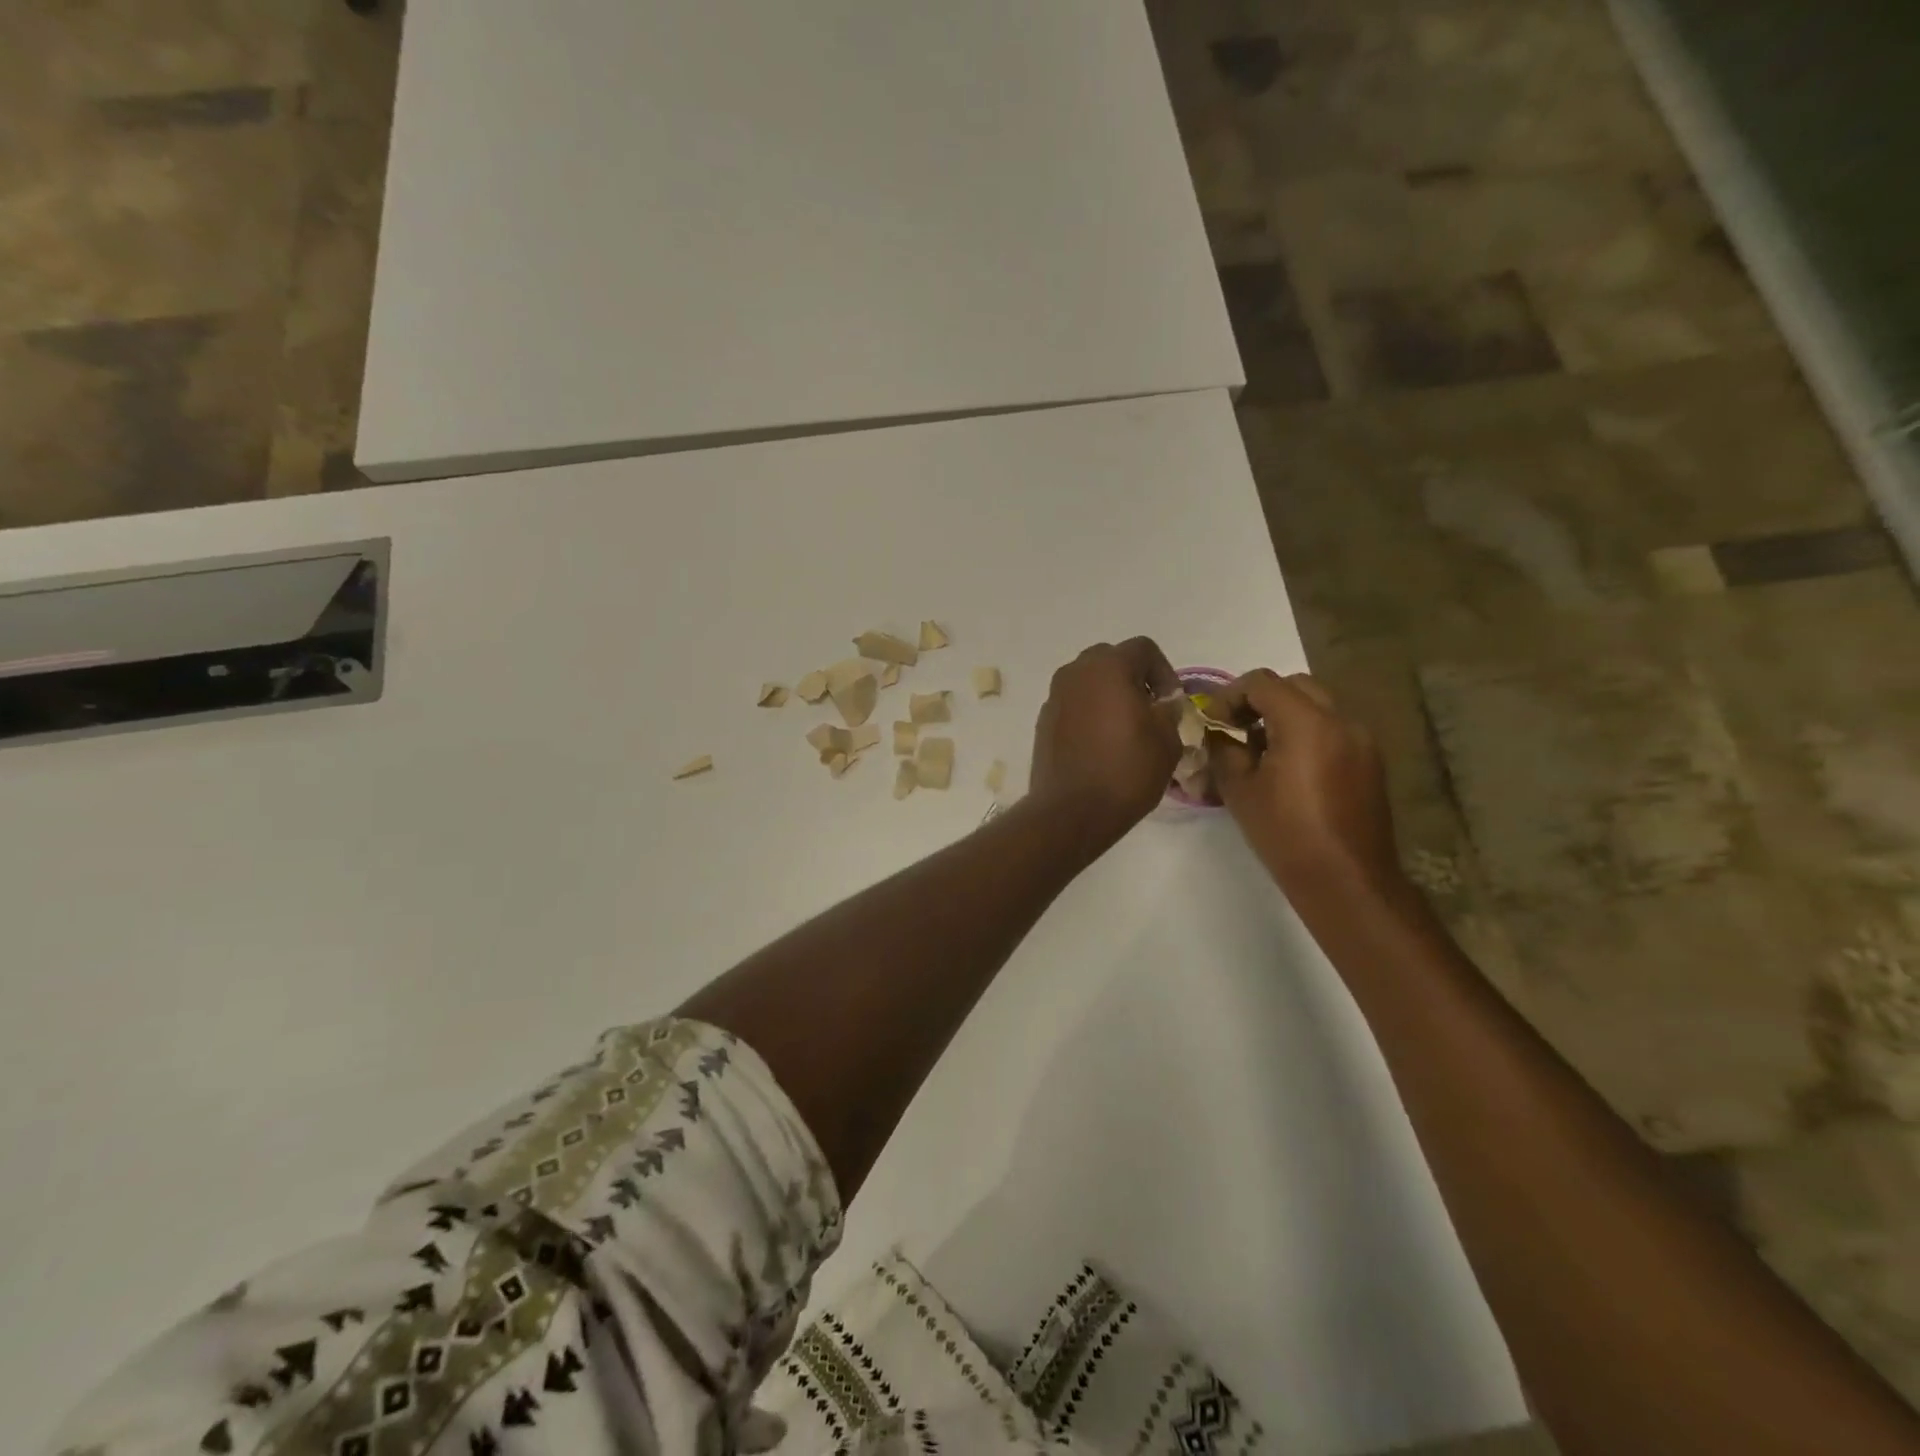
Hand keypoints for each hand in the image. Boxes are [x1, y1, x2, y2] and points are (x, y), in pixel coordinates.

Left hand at [1030, 638, 1182, 847]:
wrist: (1071, 811)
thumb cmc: (1126, 771)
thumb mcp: (1167, 740)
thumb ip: (1169, 711)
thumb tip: (1162, 703)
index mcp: (1108, 667)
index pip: (1143, 649)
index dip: (1164, 672)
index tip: (1171, 703)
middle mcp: (1075, 673)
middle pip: (1111, 660)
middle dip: (1133, 679)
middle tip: (1149, 711)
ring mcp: (1055, 697)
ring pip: (1088, 682)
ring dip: (1109, 696)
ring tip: (1126, 729)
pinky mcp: (1043, 722)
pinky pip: (1073, 705)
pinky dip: (1089, 714)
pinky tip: (1101, 745)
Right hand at [1208, 670, 1403, 902]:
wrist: (1346, 879)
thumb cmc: (1285, 833)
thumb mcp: (1239, 789)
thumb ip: (1224, 749)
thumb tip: (1217, 733)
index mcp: (1306, 723)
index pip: (1262, 682)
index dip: (1230, 695)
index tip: (1214, 722)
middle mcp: (1341, 720)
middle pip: (1294, 685)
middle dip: (1260, 700)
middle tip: (1236, 728)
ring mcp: (1362, 740)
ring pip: (1318, 705)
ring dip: (1286, 715)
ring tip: (1260, 750)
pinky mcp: (1370, 762)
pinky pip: (1333, 729)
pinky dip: (1308, 733)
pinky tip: (1289, 769)